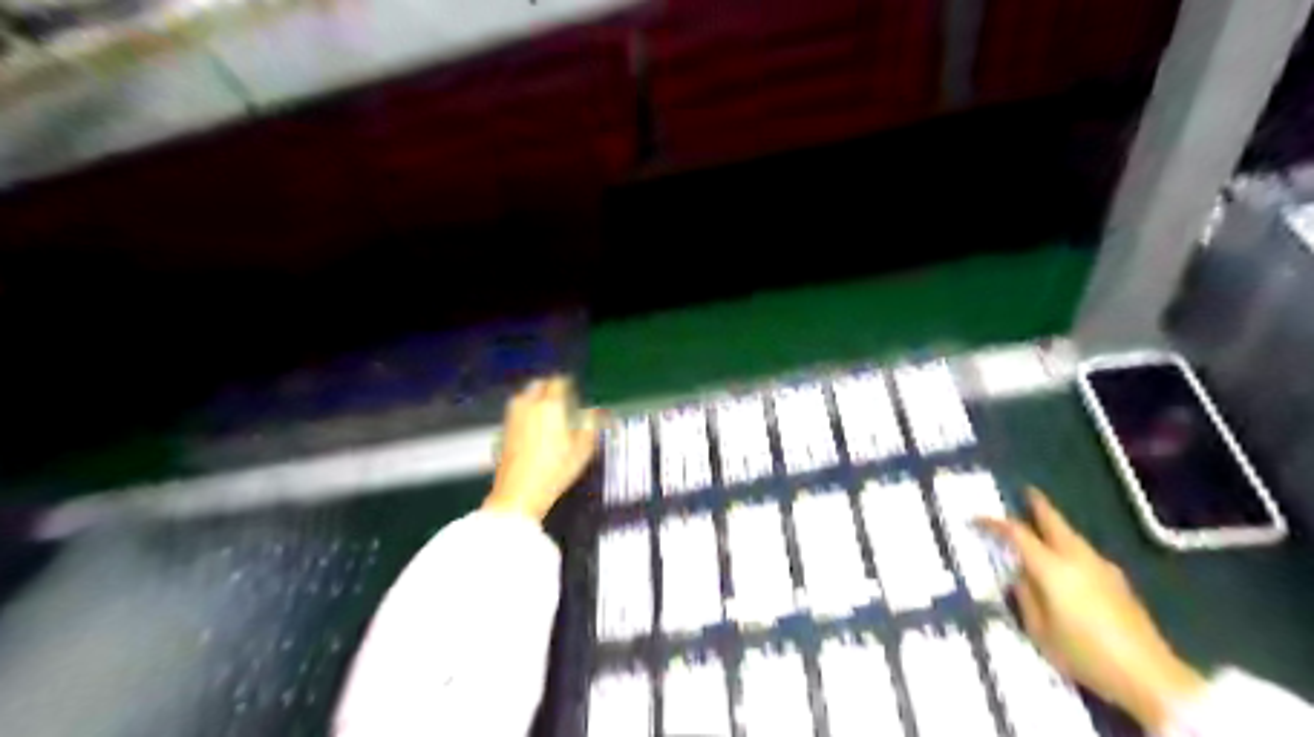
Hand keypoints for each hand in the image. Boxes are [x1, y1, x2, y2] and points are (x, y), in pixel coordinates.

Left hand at [485, 379, 601, 521]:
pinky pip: (517, 410)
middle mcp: (528, 404)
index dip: (568, 385)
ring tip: (548, 412)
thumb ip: (590, 425)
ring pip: (525, 396)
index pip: (558, 382)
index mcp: (550, 405)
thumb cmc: (555, 470)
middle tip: (561, 400)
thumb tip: (594, 412)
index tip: (574, 392)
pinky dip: (526, 412)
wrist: (519, 492)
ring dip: (536, 398)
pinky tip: (535, 427)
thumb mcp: (583, 449)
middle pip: (538, 385)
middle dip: (550, 389)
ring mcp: (512, 416)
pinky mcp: (504, 429)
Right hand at [981, 491, 1202, 730]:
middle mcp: (1077, 559)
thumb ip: (1025, 597)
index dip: (994, 523)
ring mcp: (1102, 568)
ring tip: (1042, 526)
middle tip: (1027, 492)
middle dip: (1039, 505)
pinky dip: (1070, 546)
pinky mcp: (1118, 582)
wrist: (1149, 676)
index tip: (976, 518)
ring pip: (1072, 536)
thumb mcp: (1039, 631)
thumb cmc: (1084, 653)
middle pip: (1054, 522)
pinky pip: (1085, 553)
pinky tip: (1067, 559)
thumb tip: (1020, 576)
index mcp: (1052, 567)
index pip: (1017, 534)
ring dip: (1056, 526)